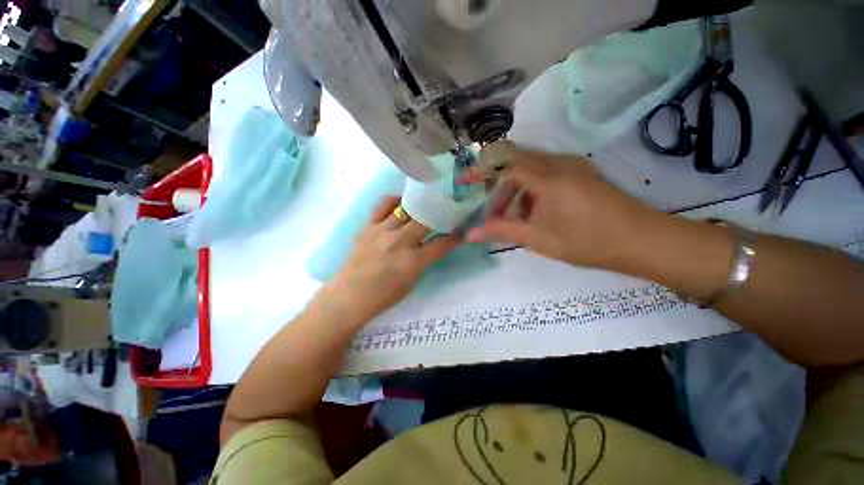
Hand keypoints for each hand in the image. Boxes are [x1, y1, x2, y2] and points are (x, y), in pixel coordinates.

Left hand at [317, 196, 459, 323]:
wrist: (348, 296)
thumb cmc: (383, 296)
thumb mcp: (411, 282)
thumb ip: (423, 261)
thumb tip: (433, 245)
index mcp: (412, 261)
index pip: (441, 244)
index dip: (454, 237)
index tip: (460, 231)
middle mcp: (399, 242)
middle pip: (425, 219)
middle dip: (438, 214)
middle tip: (444, 212)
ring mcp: (382, 231)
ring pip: (406, 208)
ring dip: (418, 206)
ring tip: (423, 204)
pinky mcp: (368, 227)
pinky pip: (383, 205)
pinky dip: (394, 201)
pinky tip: (400, 204)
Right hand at [467, 147, 652, 269]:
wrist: (641, 240)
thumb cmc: (586, 240)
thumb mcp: (537, 238)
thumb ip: (501, 231)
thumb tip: (471, 234)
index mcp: (546, 176)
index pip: (503, 160)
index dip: (481, 169)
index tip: (466, 182)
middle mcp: (558, 162)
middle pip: (515, 161)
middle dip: (497, 184)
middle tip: (490, 209)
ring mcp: (571, 165)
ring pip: (530, 167)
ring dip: (514, 189)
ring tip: (511, 217)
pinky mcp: (580, 172)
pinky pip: (546, 172)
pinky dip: (530, 189)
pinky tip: (532, 212)